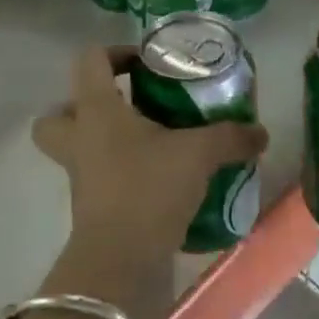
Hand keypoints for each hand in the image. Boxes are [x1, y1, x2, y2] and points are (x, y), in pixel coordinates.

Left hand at [33, 45, 267, 272]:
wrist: (118, 265)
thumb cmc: (148, 188)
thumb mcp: (198, 154)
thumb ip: (230, 137)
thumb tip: (261, 132)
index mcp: (96, 109)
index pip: (89, 60)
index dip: (115, 53)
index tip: (146, 65)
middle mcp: (79, 137)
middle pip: (57, 112)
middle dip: (83, 106)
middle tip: (124, 105)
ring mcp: (79, 176)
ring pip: (74, 148)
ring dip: (101, 142)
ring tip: (143, 142)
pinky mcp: (89, 208)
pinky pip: (96, 179)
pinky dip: (118, 175)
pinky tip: (155, 178)